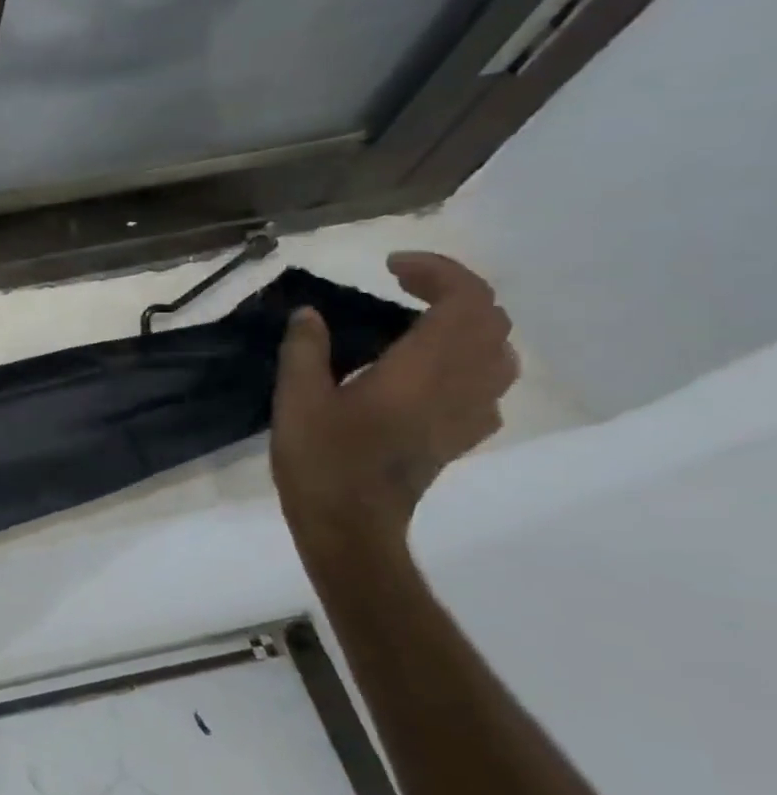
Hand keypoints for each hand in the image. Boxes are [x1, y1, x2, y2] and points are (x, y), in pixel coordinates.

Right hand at [272, 253, 517, 545]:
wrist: (350, 527)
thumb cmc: (321, 461)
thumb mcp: (296, 400)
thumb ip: (305, 350)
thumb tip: (308, 315)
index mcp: (423, 370)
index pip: (466, 300)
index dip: (438, 271)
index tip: (391, 267)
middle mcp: (461, 385)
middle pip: (489, 320)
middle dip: (451, 291)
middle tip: (400, 288)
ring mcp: (469, 414)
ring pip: (499, 351)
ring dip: (467, 324)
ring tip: (419, 323)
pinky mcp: (461, 436)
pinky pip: (489, 384)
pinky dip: (468, 361)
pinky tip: (429, 372)